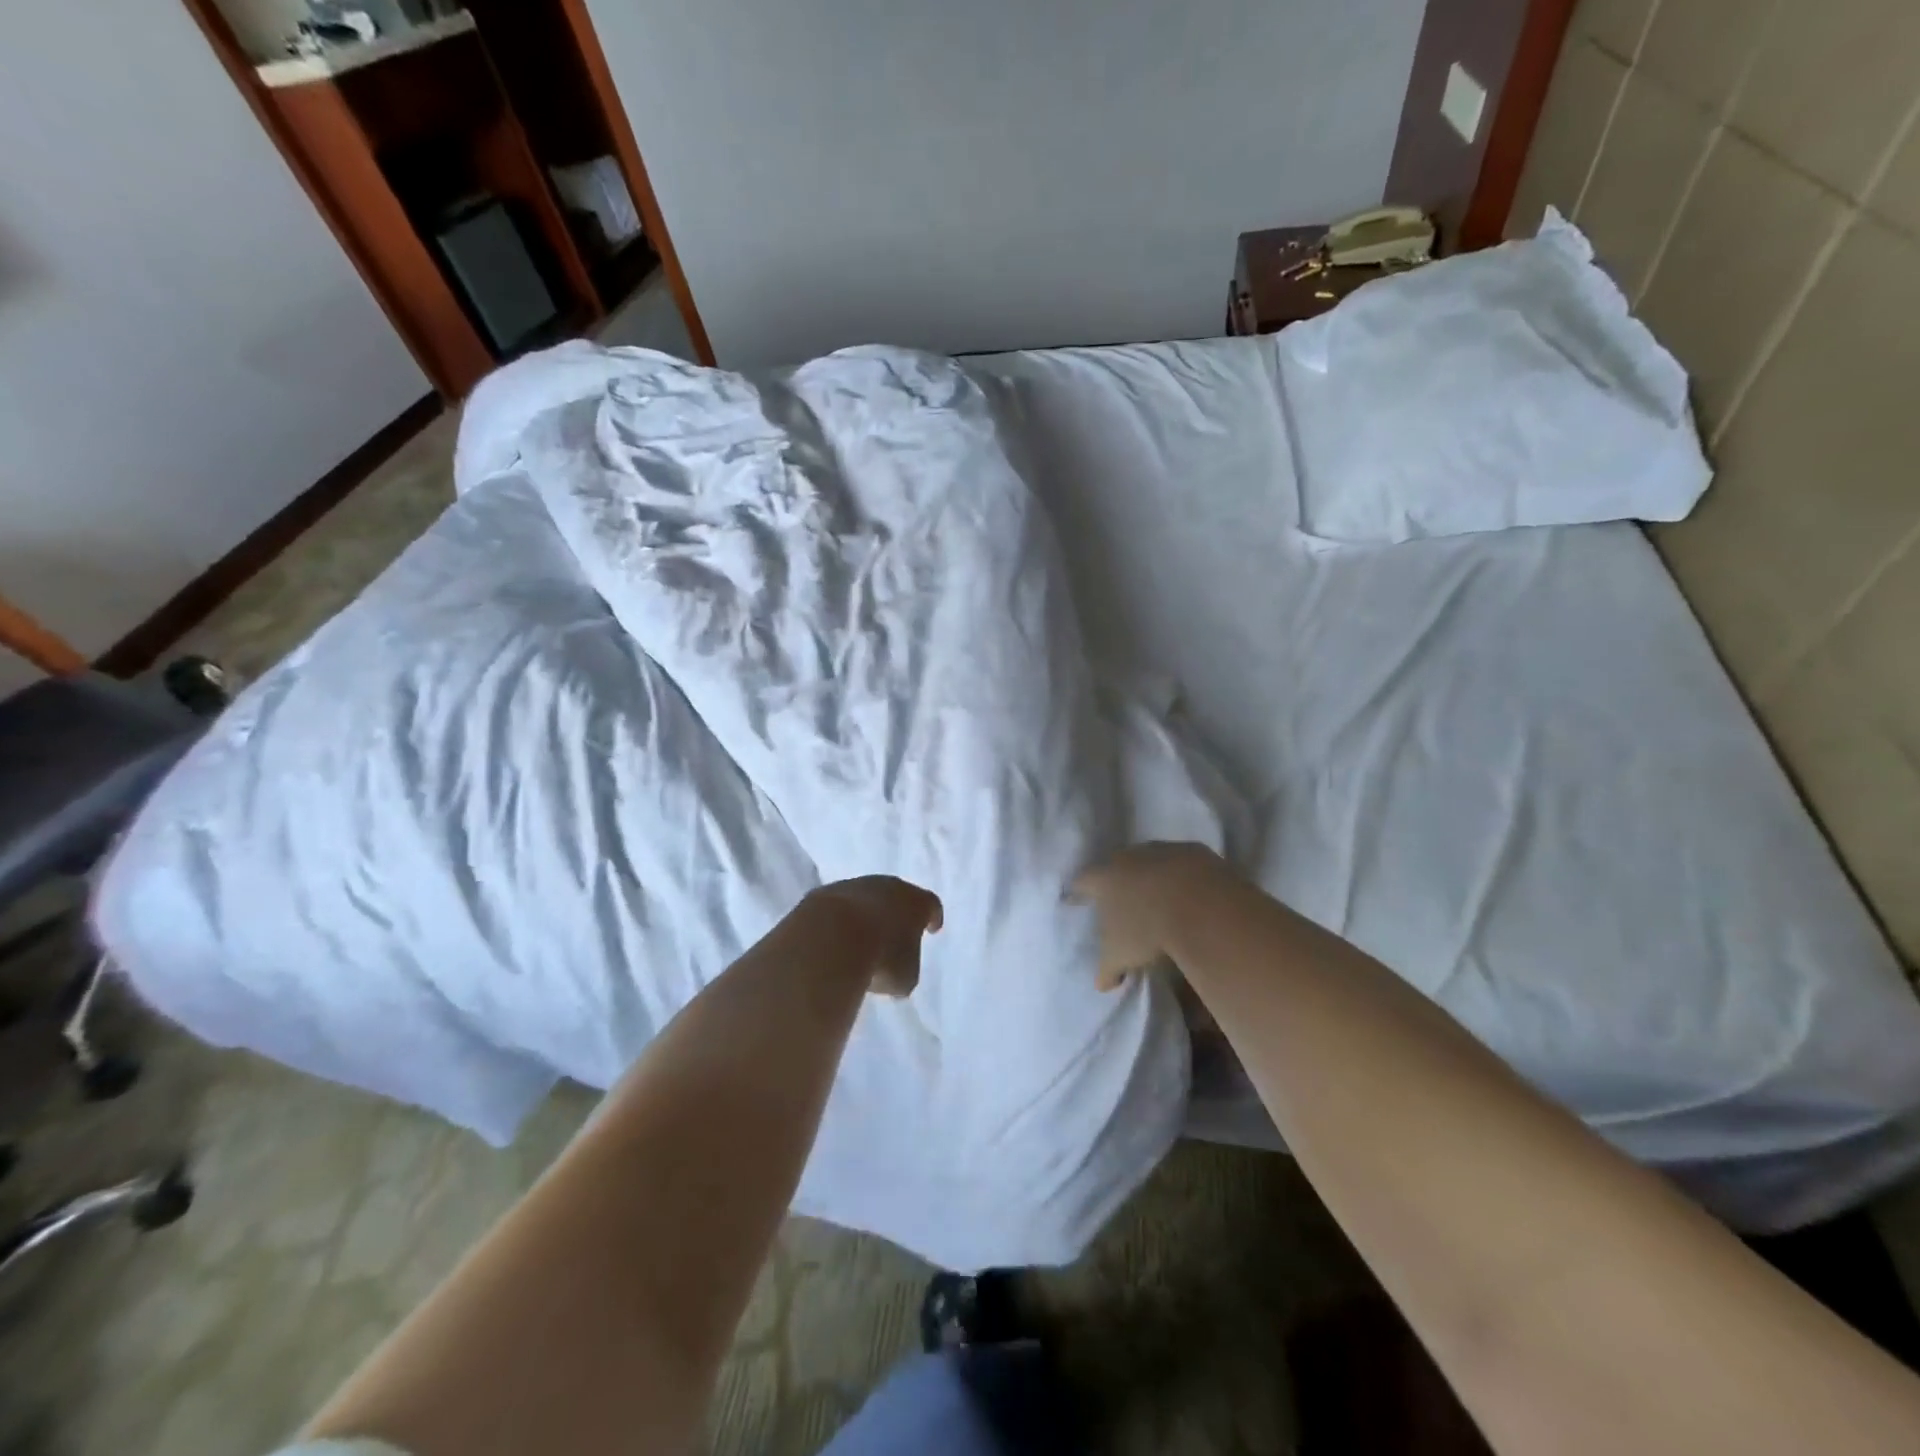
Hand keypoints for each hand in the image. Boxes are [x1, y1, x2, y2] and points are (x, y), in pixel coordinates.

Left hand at [806, 876, 943, 997]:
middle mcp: (889, 886)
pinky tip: (834, 941)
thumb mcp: (905, 978)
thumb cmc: (882, 959)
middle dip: (896, 915)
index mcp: (917, 902)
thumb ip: (906, 970)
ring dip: (865, 917)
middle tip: (894, 935)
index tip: (932, 928)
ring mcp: (855, 886)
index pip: (931, 906)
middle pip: (897, 897)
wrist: (832, 938)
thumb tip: (897, 971)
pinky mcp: (825, 894)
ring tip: (860, 942)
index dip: (932, 917)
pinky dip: (839, 922)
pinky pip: (838, 908)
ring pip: (865, 900)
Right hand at [1069, 842, 1231, 990]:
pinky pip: (1182, 862)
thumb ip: (1107, 968)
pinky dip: (1182, 876)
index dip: (1079, 892)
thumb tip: (1102, 983)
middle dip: (1117, 881)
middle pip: (1116, 866)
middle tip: (1122, 900)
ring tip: (1159, 898)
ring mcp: (1161, 850)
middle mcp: (1127, 858)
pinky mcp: (1192, 851)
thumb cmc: (1147, 931)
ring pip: (1150, 861)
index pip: (1082, 882)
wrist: (1200, 906)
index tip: (1078, 899)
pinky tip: (1190, 894)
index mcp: (1102, 879)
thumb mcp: (1120, 957)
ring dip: (1152, 876)